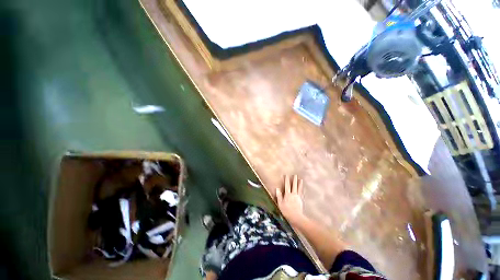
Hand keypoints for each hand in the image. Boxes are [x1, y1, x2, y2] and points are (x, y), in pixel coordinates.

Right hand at [276, 175, 305, 225]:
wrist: (296, 217)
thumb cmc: (286, 211)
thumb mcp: (280, 204)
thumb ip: (279, 196)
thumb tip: (277, 189)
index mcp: (287, 195)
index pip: (287, 186)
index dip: (286, 180)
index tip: (286, 175)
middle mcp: (293, 195)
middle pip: (294, 186)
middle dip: (294, 180)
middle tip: (295, 175)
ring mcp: (297, 197)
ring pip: (298, 189)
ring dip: (299, 183)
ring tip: (300, 179)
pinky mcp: (300, 200)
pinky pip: (301, 193)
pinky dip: (302, 190)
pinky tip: (302, 188)